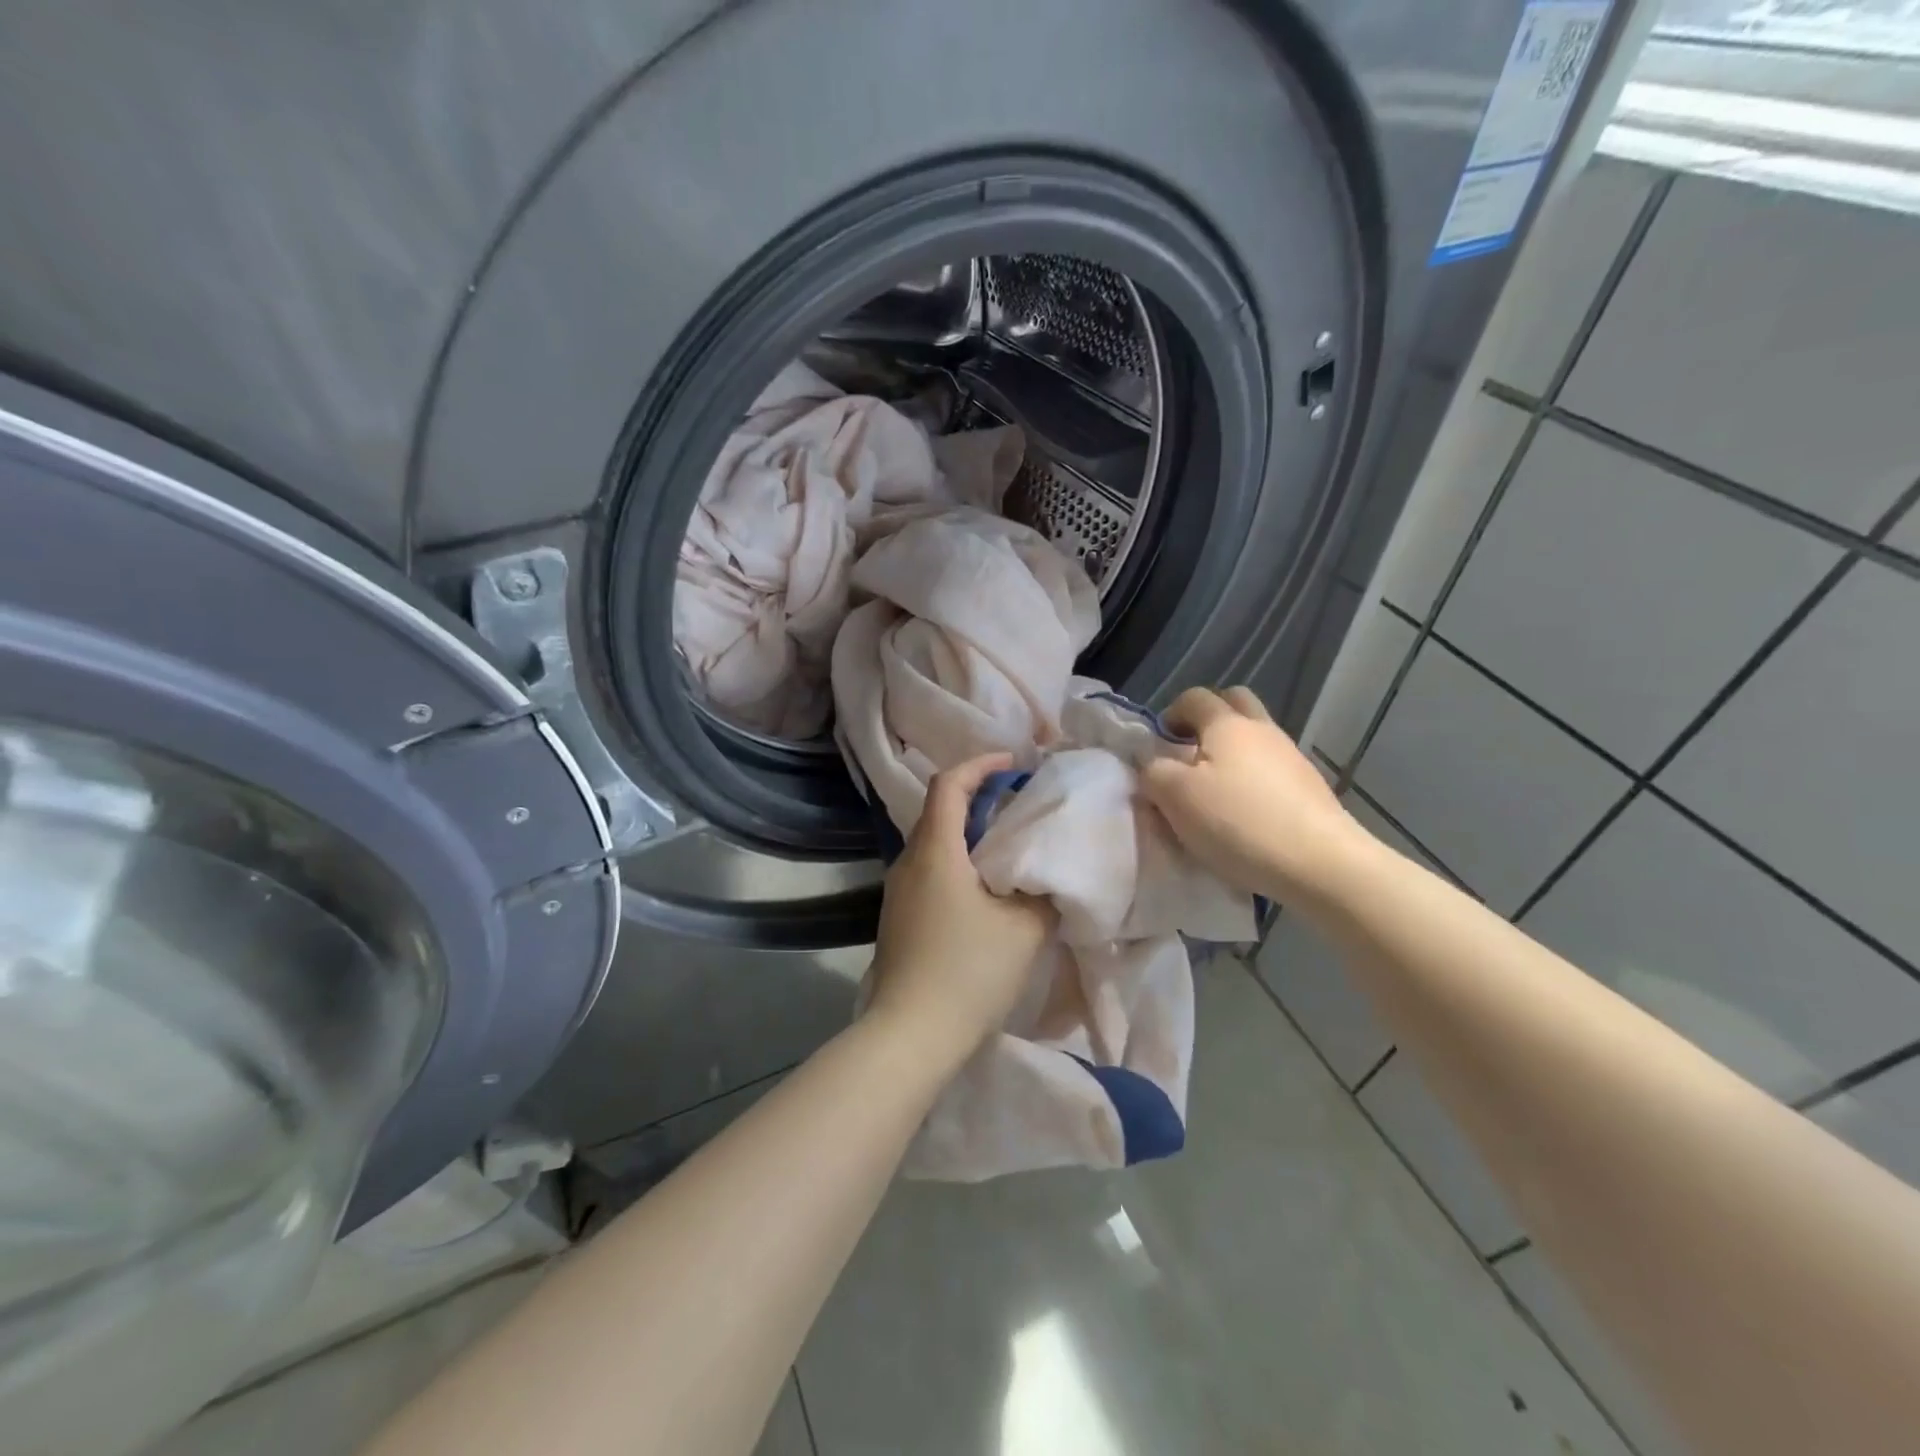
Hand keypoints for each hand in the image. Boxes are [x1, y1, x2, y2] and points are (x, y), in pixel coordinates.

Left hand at [867, 753, 1055, 1067]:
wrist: (910, 1035)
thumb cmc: (968, 972)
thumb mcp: (1023, 929)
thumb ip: (1042, 892)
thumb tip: (1049, 874)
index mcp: (935, 851)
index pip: (949, 784)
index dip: (980, 765)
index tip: (1013, 764)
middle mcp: (908, 862)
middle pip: (938, 810)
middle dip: (977, 797)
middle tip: (1018, 803)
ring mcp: (898, 892)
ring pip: (933, 843)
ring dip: (967, 833)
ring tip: (1006, 844)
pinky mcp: (898, 918)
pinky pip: (928, 871)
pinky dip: (956, 861)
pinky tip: (983, 888)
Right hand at [1140, 686, 1363, 903]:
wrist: (1320, 863)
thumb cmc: (1238, 822)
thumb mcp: (1176, 797)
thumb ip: (1153, 772)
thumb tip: (1152, 763)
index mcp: (1227, 724)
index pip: (1193, 697)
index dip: (1170, 714)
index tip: (1158, 746)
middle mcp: (1263, 730)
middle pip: (1234, 702)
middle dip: (1207, 719)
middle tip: (1189, 754)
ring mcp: (1292, 758)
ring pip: (1255, 738)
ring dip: (1232, 753)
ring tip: (1214, 793)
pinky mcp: (1310, 789)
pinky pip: (1272, 769)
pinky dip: (1253, 780)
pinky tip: (1245, 815)